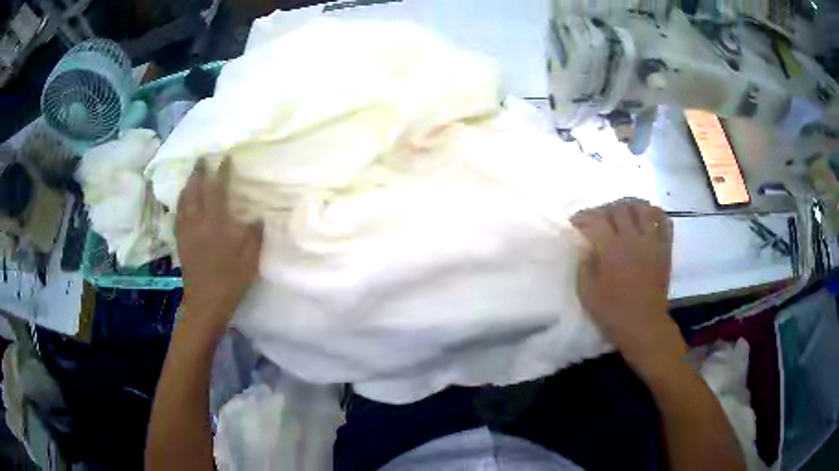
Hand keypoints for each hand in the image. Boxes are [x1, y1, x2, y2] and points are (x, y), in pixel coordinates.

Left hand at [176, 156, 263, 341]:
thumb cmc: (229, 283)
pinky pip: (178, 215)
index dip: (221, 173)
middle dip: (198, 172)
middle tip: (201, 158)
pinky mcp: (181, 242)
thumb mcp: (249, 261)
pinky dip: (180, 202)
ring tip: (192, 175)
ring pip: (183, 201)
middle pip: (195, 191)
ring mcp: (186, 232)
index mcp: (216, 226)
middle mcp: (197, 224)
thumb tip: (257, 217)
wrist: (205, 305)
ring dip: (187, 184)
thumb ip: (254, 236)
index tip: (225, 157)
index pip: (217, 192)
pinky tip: (183, 201)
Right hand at [572, 199, 682, 367]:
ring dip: (631, 207)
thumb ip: (584, 265)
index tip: (576, 223)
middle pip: (619, 208)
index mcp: (611, 249)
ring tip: (624, 214)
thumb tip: (585, 247)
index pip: (596, 219)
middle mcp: (633, 238)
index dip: (583, 216)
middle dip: (605, 209)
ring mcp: (652, 242)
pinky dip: (656, 215)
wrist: (644, 326)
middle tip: (598, 219)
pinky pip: (664, 221)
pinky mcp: (665, 249)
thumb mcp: (587, 293)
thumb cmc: (613, 313)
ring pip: (644, 208)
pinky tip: (647, 220)